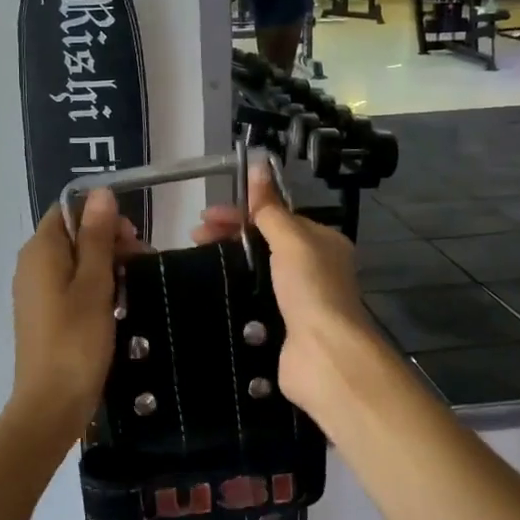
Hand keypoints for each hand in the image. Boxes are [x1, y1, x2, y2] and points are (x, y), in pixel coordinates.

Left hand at [9, 189, 142, 434]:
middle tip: (140, 262)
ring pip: (74, 262)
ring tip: (134, 284)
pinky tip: (117, 304)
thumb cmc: (76, 340)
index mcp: (40, 250)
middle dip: (108, 241)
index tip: (131, 238)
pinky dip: (93, 287)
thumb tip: (101, 192)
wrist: (51, 404)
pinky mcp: (44, 314)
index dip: (100, 217)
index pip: (68, 211)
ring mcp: (36, 291)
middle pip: (72, 235)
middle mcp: (31, 265)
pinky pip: (70, 286)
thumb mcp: (94, 284)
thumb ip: (97, 236)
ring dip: (105, 266)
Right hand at [192, 163, 380, 419]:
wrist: (324, 355)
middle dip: (230, 235)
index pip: (275, 216)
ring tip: (197, 260)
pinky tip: (211, 290)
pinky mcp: (280, 326)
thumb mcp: (292, 239)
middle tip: (195, 237)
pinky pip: (252, 299)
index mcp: (321, 241)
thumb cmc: (310, 289)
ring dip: (228, 262)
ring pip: (256, 271)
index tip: (205, 216)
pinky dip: (233, 292)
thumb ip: (270, 207)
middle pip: (264, 242)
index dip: (241, 212)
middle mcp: (313, 267)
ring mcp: (297, 299)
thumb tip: (258, 164)